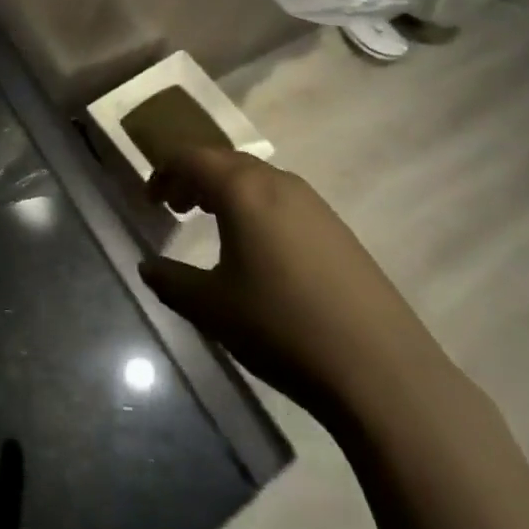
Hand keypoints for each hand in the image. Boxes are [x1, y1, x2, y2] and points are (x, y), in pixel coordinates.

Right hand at [140, 145, 449, 415]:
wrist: (381, 370)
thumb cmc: (282, 328)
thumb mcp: (212, 308)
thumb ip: (171, 281)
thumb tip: (147, 266)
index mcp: (243, 190)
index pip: (192, 158)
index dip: (164, 171)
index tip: (150, 198)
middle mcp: (278, 183)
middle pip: (225, 161)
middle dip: (194, 177)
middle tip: (175, 206)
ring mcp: (314, 204)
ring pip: (257, 178)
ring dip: (226, 190)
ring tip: (212, 222)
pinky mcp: (337, 229)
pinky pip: (283, 198)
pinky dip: (256, 206)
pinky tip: (259, 247)